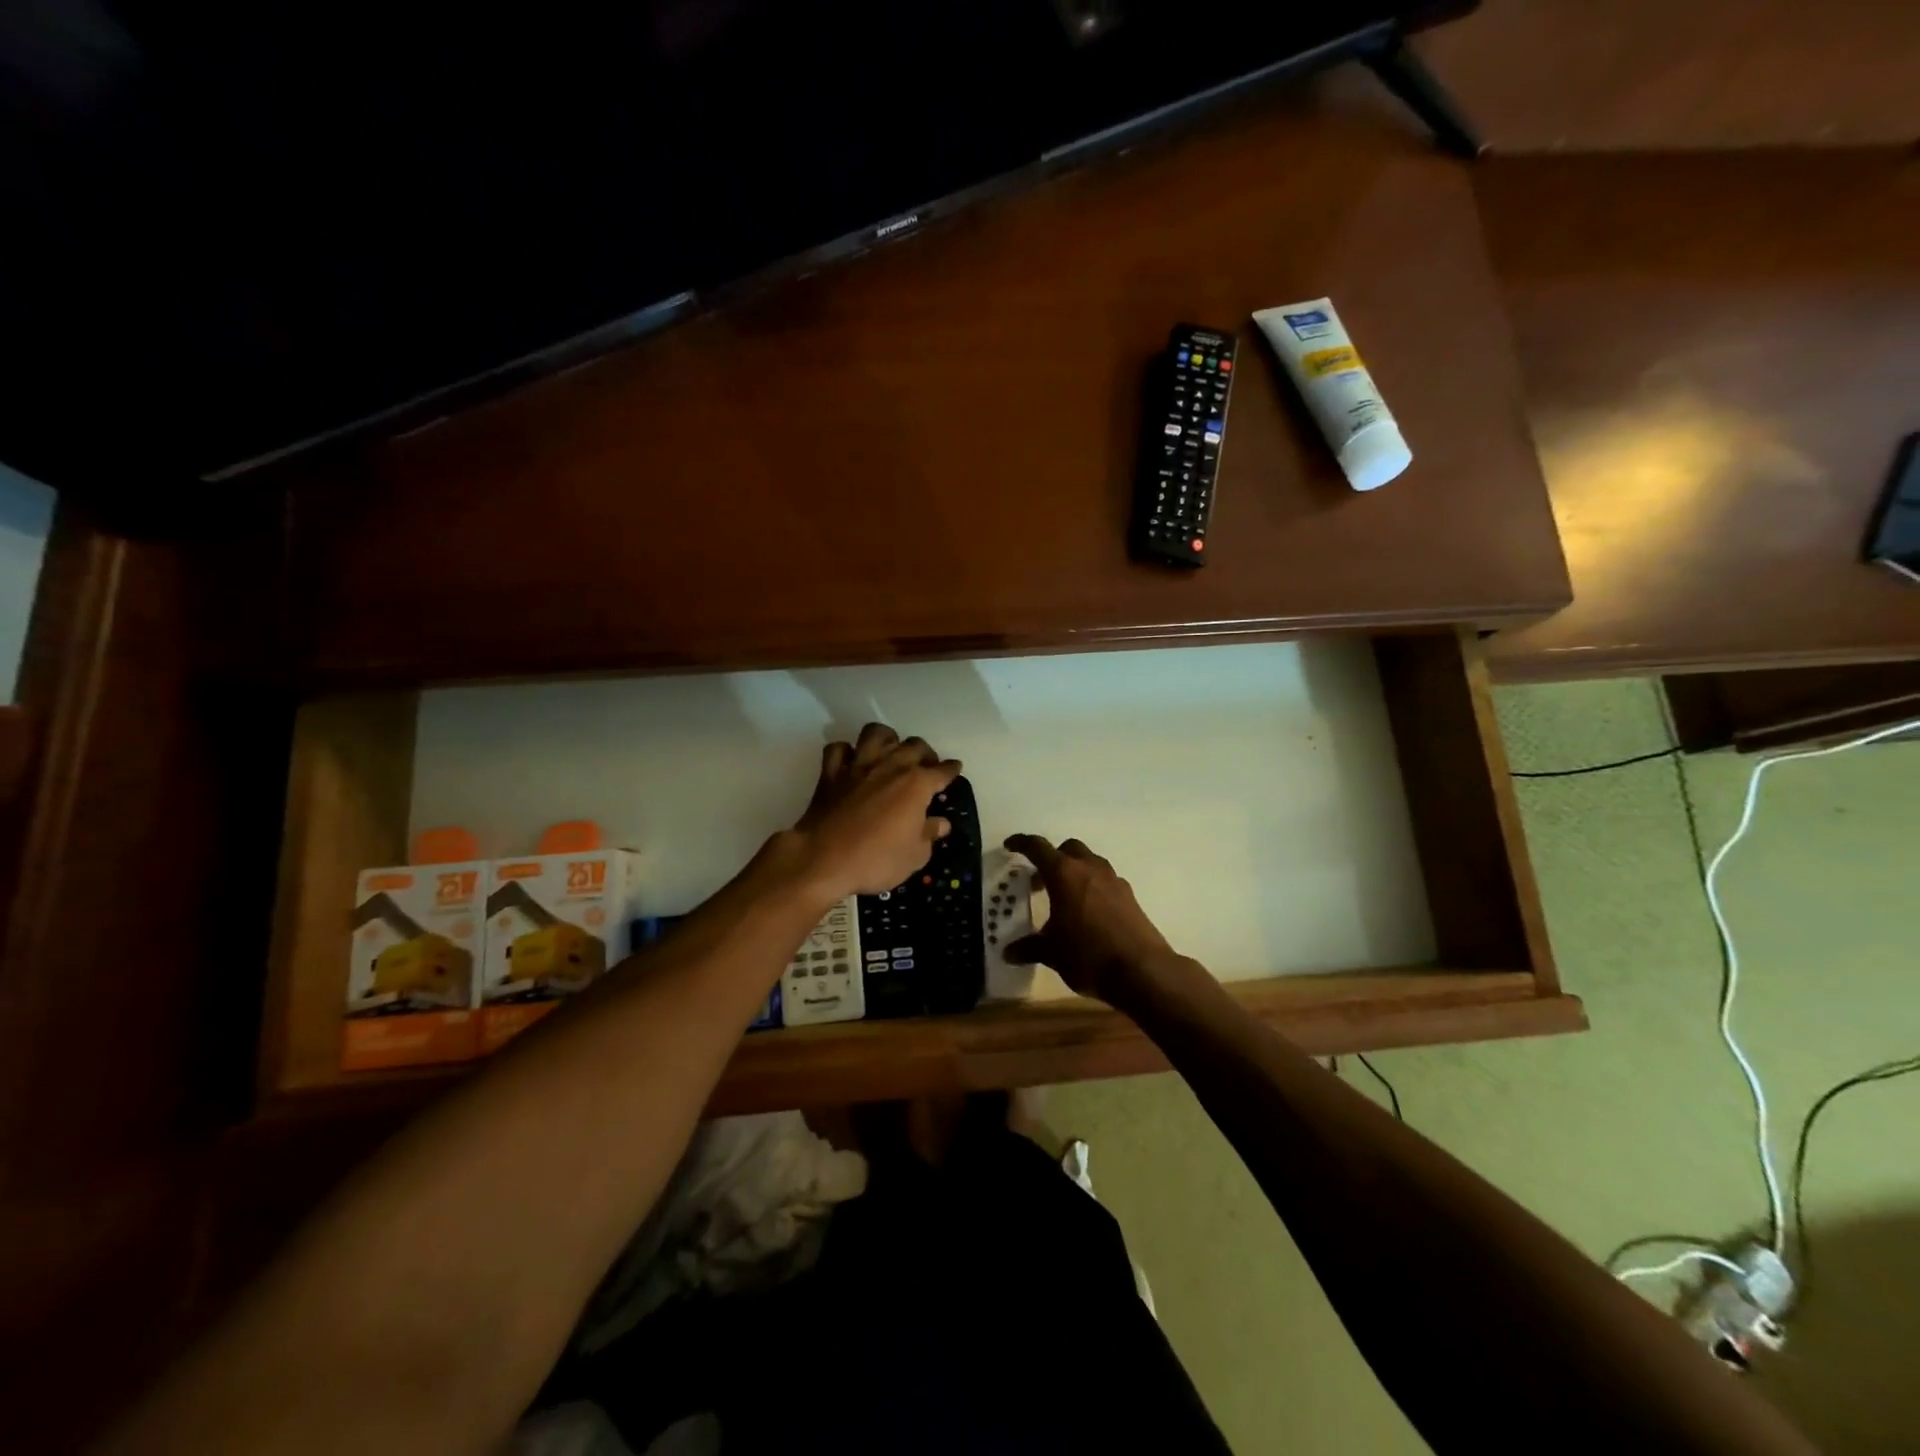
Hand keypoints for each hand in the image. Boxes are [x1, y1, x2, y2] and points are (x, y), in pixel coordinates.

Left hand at [789, 723, 960, 898]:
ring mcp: (858, 765)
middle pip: (914, 745)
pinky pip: (839, 749)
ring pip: (876, 734)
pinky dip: (847, 752)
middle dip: (925, 753)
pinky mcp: (831, 772)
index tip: (954, 769)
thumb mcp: (914, 856)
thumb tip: (940, 823)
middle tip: (926, 765)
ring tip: (891, 752)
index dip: (951, 770)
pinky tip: (851, 761)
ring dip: (887, 739)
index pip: (942, 771)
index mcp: (917, 784)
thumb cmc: (876, 860)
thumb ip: (929, 834)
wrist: (823, 859)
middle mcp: (890, 766)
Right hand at [1002, 834, 1177, 1003]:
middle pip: (1068, 849)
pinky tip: (1088, 913)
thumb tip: (1008, 953)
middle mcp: (1089, 868)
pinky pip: (1106, 881)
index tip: (1010, 846)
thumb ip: (1029, 948)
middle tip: (1040, 881)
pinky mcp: (1130, 896)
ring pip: (1090, 862)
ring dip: (1075, 872)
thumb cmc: (1087, 955)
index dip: (1021, 844)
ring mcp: (1113, 880)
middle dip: (1052, 858)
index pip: (1037, 848)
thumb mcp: (1052, 953)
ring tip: (1064, 898)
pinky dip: (1092, 887)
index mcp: (1064, 874)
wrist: (1141, 970)